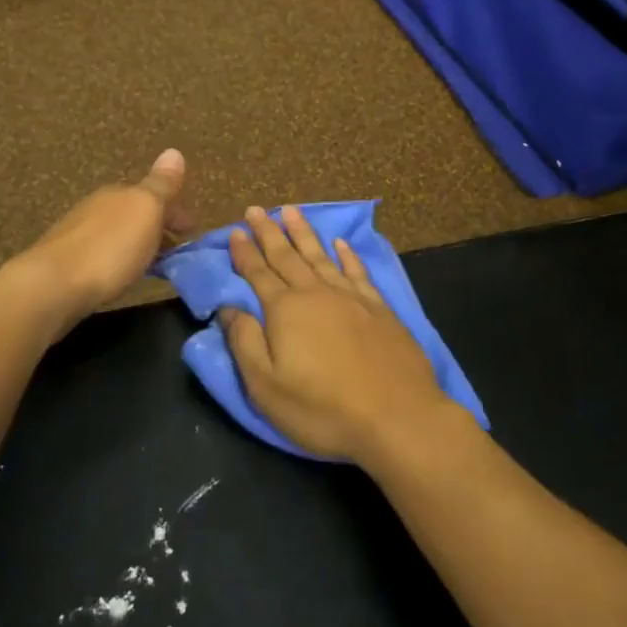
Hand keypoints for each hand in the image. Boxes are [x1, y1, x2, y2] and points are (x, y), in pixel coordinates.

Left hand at [15, 150, 190, 332]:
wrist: (53, 285)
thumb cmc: (110, 248)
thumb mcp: (146, 211)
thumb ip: (162, 185)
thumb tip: (174, 151)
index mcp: (120, 192)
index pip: (156, 194)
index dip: (177, 211)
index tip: (194, 233)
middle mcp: (98, 206)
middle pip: (136, 213)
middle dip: (158, 227)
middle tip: (179, 250)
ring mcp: (79, 233)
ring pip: (119, 233)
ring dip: (140, 244)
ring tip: (154, 266)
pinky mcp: (67, 261)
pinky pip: (104, 253)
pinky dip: (120, 259)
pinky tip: (121, 275)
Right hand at [219, 205, 456, 463]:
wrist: (397, 417)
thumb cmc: (323, 408)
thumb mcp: (267, 386)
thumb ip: (245, 343)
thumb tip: (228, 308)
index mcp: (285, 310)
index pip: (258, 273)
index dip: (244, 252)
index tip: (234, 231)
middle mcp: (317, 294)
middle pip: (287, 256)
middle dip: (269, 232)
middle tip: (255, 210)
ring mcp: (351, 298)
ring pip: (321, 256)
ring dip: (303, 233)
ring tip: (291, 211)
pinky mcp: (379, 309)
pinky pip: (357, 272)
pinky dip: (347, 256)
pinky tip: (340, 244)